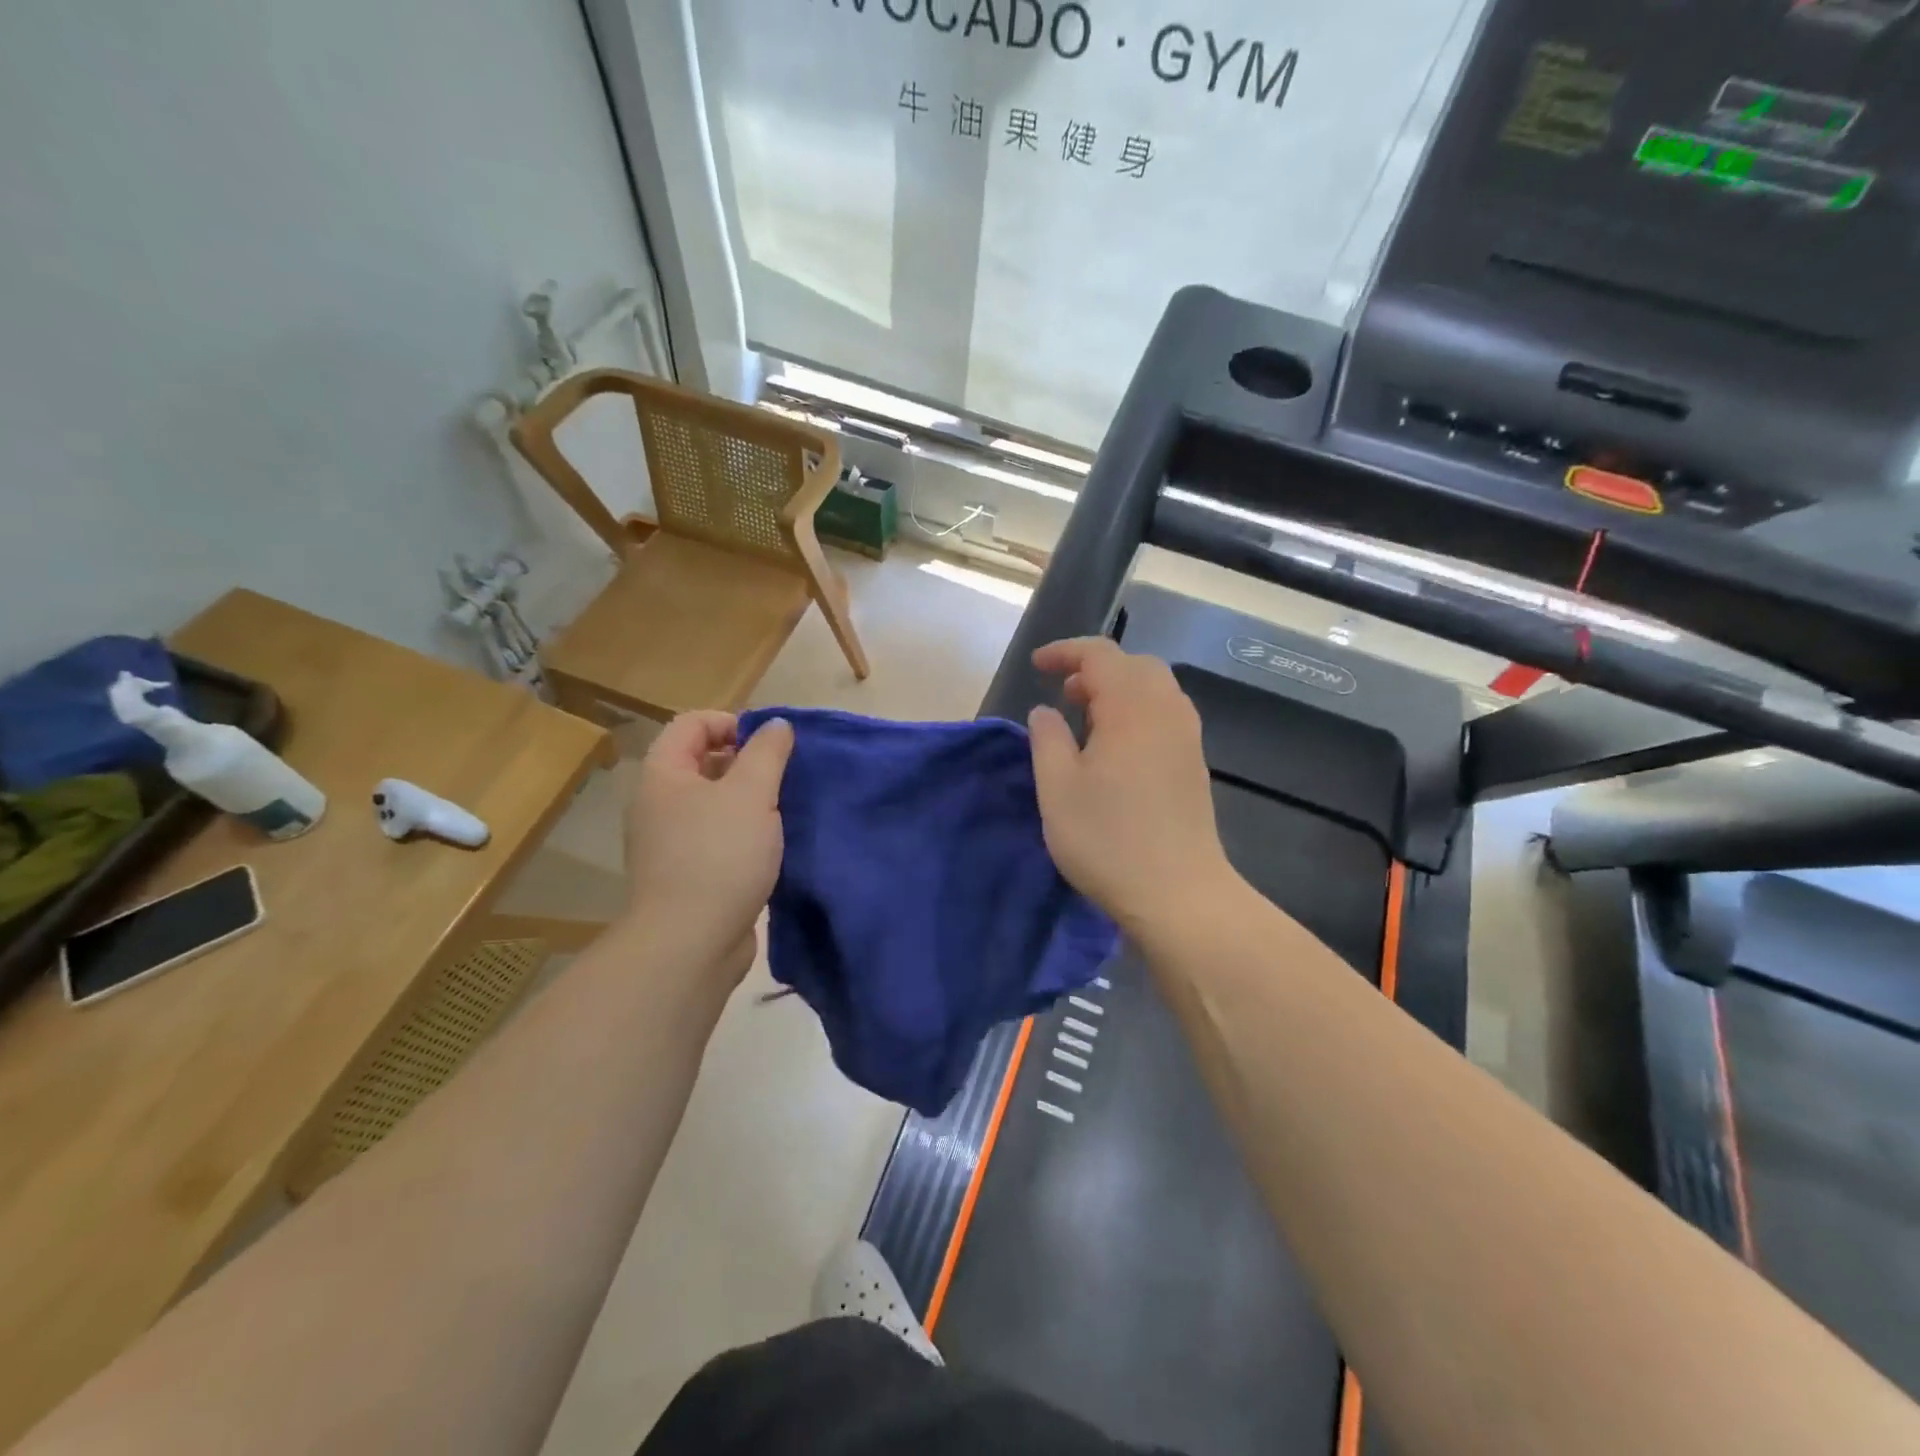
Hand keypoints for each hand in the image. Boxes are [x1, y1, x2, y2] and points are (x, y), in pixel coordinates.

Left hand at [624, 711, 793, 980]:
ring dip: (749, 799)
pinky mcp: (687, 873)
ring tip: (784, 809)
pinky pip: (717, 836)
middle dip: (745, 761)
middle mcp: (658, 804)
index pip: (692, 724)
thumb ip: (767, 752)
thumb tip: (776, 725)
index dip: (732, 722)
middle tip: (783, 776)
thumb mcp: (752, 793)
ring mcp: (669, 842)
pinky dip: (744, 832)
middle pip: (702, 762)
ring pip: (713, 802)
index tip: (770, 744)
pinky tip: (772, 845)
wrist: (691, 942)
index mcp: (663, 776)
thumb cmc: (719, 855)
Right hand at [1028, 638, 1238, 939]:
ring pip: (1154, 689)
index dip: (1065, 652)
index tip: (1036, 666)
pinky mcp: (1194, 764)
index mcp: (1133, 708)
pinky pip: (1165, 714)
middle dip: (1095, 668)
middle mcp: (1167, 711)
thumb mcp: (1057, 788)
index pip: (1101, 655)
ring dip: (1118, 690)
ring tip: (1086, 718)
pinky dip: (1136, 711)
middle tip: (1064, 694)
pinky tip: (1115, 747)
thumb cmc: (1108, 839)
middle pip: (1135, 665)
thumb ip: (1047, 738)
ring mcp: (1187, 738)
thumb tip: (1046, 711)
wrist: (1179, 893)